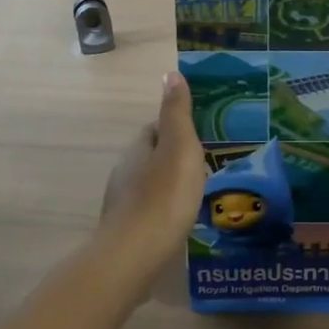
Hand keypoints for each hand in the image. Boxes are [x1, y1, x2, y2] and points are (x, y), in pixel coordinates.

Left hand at [100, 71, 207, 271]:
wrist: (135, 255)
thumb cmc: (164, 196)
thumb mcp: (178, 147)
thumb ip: (176, 113)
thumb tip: (170, 74)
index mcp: (137, 149)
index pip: (155, 129)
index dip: (176, 128)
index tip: (201, 134)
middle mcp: (124, 172)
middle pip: (151, 156)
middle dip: (173, 158)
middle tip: (205, 165)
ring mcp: (123, 203)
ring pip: (149, 184)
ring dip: (169, 184)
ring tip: (197, 193)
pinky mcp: (127, 231)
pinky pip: (149, 210)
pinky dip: (164, 209)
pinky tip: (180, 220)